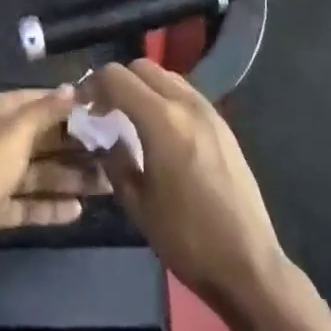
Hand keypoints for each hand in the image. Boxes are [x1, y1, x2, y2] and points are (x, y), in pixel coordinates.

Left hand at [0, 86, 108, 294]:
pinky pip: (31, 202)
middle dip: (77, 146)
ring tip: (107, 185)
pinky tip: (79, 210)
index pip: (41, 101)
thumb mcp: (16, 133)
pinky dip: (52, 205)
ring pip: (41, 172)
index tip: (106, 113)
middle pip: (44, 138)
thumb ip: (46, 110)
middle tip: (116, 154)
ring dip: (71, 177)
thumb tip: (73, 88)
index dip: (71, 106)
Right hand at [86, 60, 287, 324]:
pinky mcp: (223, 124)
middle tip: (104, 111)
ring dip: (143, 87)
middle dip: (118, 82)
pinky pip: (185, 94)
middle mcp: (187, 104)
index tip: (83, 107)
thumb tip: (102, 136)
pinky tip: (160, 131)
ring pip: (166, 76)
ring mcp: (209, 111)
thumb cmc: (186, 237)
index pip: (117, 77)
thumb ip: (114, 159)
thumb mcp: (137, 203)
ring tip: (131, 119)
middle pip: (142, 67)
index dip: (93, 85)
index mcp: (162, 120)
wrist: (247, 263)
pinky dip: (165, 98)